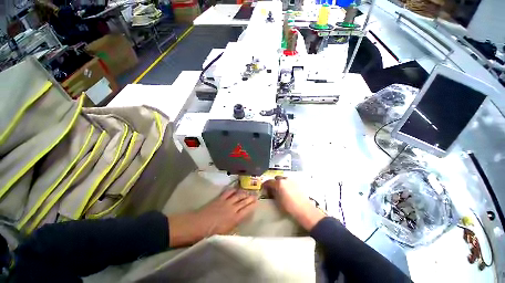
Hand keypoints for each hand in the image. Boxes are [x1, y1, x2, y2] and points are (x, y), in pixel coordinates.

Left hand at [168, 189, 256, 246]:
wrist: (197, 225)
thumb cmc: (210, 233)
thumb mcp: (225, 233)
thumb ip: (234, 225)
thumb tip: (240, 219)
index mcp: (235, 219)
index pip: (247, 210)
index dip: (252, 205)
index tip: (257, 202)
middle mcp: (232, 208)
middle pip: (244, 201)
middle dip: (250, 198)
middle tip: (255, 194)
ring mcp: (226, 202)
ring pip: (238, 195)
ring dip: (243, 193)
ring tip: (247, 191)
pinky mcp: (220, 198)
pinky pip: (228, 192)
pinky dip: (233, 189)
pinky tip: (236, 189)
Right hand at [263, 176, 324, 230]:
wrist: (304, 210)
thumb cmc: (289, 207)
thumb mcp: (277, 201)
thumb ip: (272, 193)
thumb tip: (270, 191)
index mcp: (278, 183)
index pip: (268, 182)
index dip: (265, 185)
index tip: (264, 188)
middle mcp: (285, 179)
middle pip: (276, 178)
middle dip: (274, 183)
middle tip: (273, 189)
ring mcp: (292, 180)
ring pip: (283, 179)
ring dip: (281, 183)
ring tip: (281, 190)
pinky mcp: (297, 183)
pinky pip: (289, 181)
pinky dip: (287, 184)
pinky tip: (288, 191)